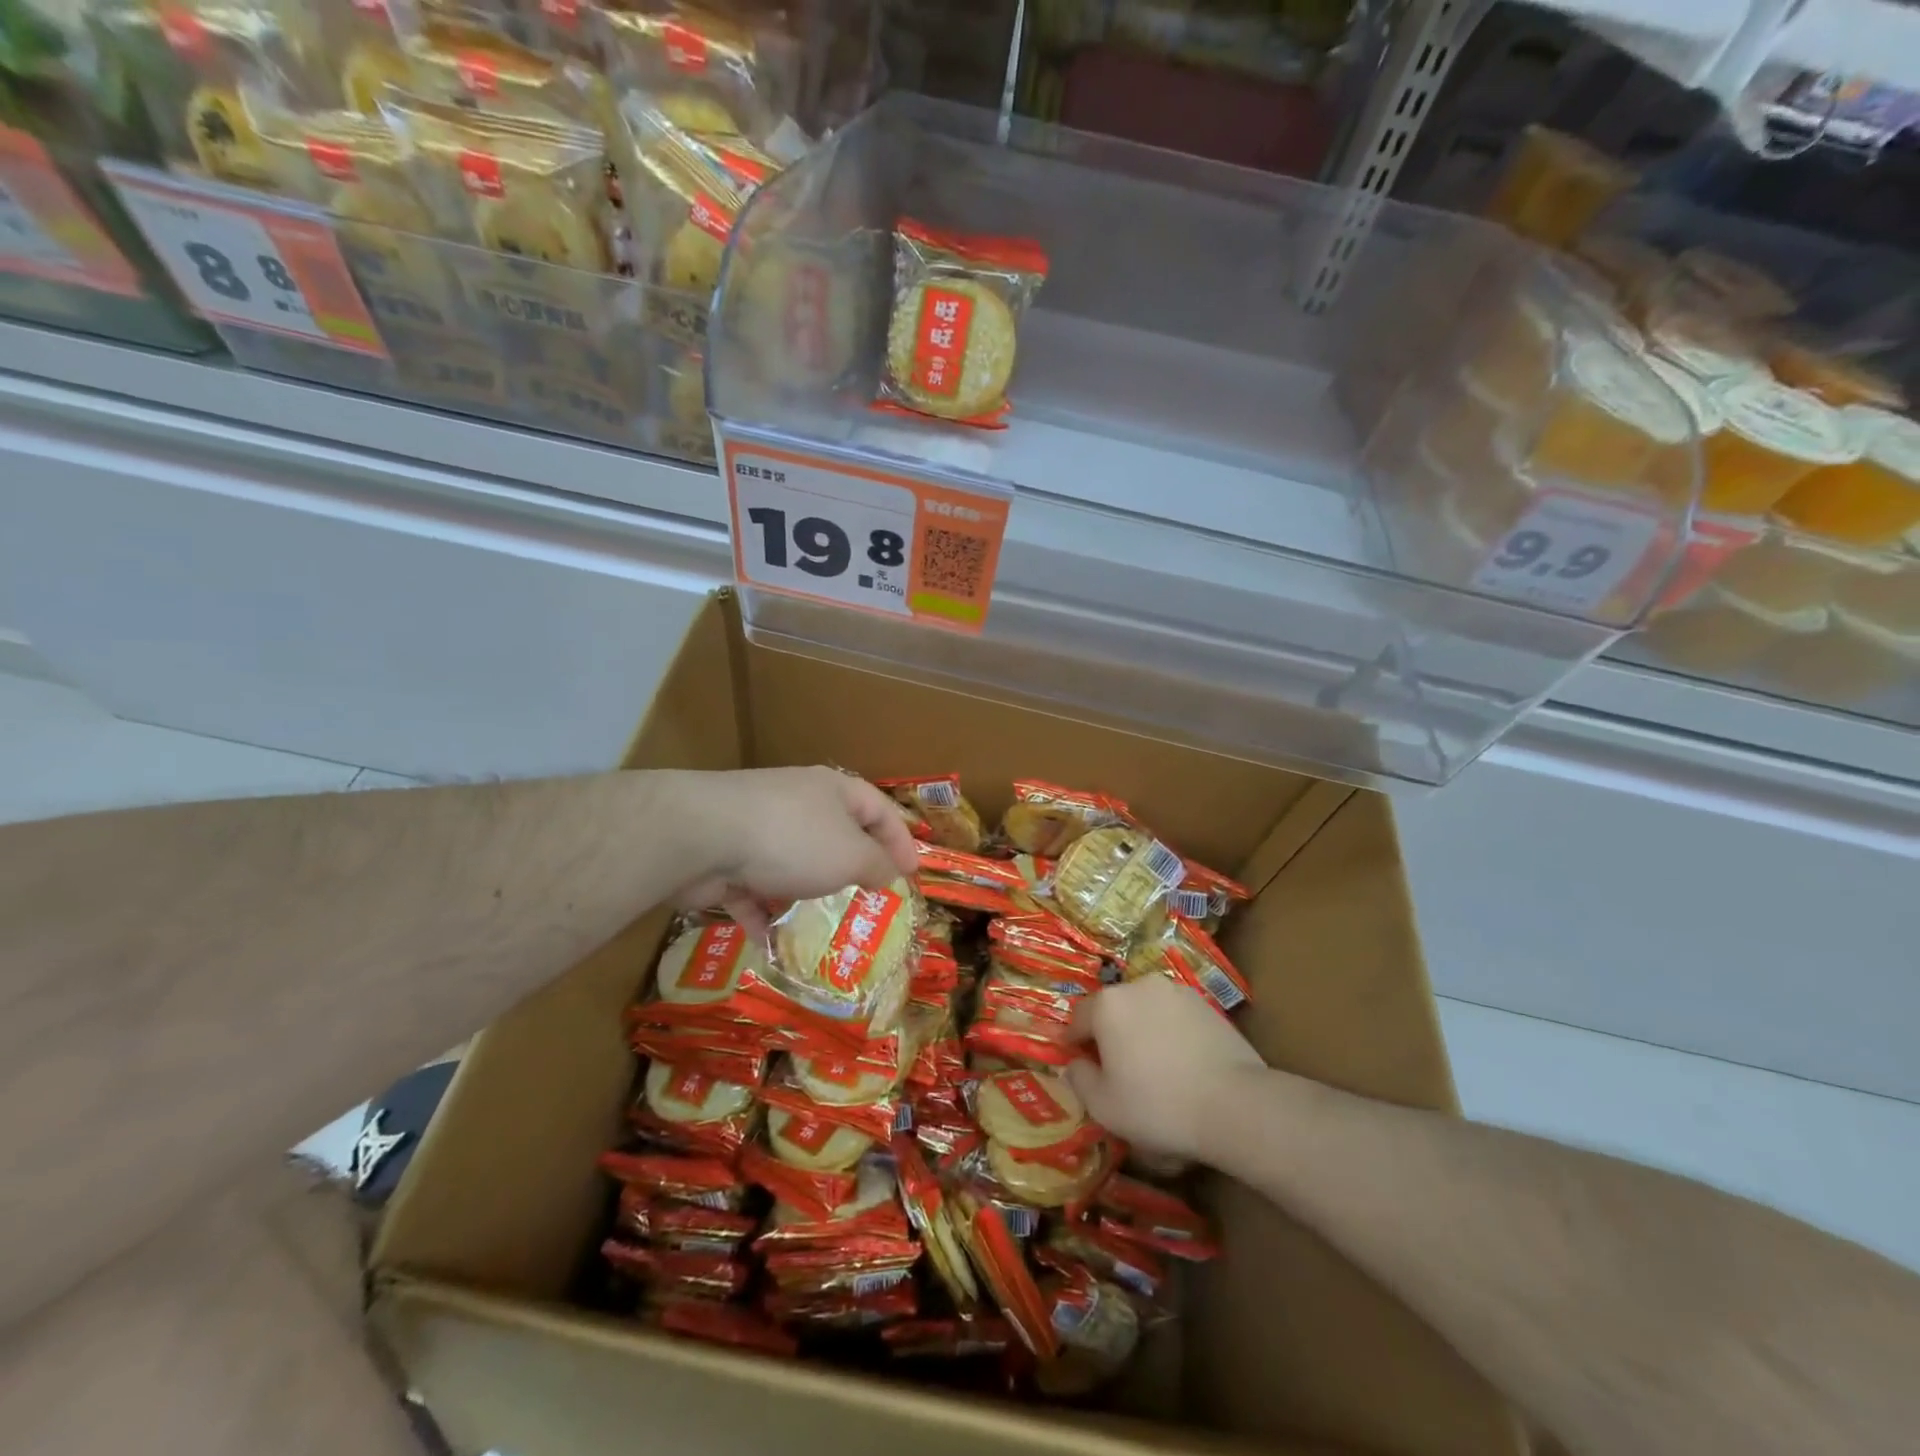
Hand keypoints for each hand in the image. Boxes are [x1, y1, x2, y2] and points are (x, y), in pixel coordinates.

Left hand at [667, 767, 919, 933]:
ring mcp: (758, 830)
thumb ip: (876, 866)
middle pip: (835, 835)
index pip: (879, 810)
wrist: (702, 837)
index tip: (911, 874)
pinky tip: (772, 944)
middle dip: (851, 870)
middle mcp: (798, 804)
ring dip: (806, 895)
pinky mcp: (725, 859)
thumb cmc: (793, 838)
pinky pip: (753, 890)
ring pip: (792, 865)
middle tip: (869, 902)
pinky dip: (763, 915)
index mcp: (834, 791)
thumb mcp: (851, 854)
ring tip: (824, 929)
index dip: (900, 840)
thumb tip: (888, 873)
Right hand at [1065, 976, 1265, 1162]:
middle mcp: (1139, 986)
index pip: (1079, 1018)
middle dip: (1110, 1034)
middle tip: (1117, 1069)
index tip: (1080, 1064)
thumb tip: (1077, 1064)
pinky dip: (1170, 1033)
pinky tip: (1181, 1065)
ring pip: (1146, 1010)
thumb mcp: (1103, 1106)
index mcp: (1108, 1004)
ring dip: (1142, 1031)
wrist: (1234, 1103)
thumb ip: (1079, 1079)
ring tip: (1153, 1068)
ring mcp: (1176, 992)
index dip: (1075, 1042)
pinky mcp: (1206, 1004)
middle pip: (1114, 1010)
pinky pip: (1174, 1017)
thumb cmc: (1158, 1105)